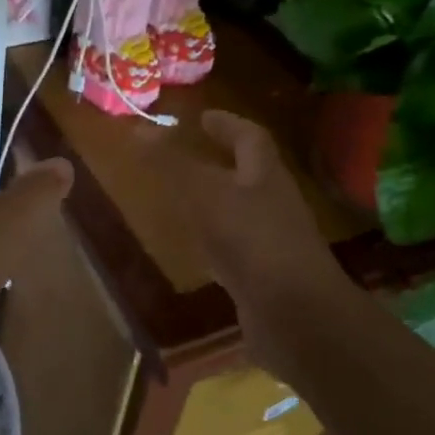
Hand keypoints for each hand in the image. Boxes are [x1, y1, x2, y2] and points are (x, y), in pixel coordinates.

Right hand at [180, 111, 352, 376]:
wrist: (297, 317)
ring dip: (215, 200)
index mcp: (266, 175)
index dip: (226, 123)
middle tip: (186, 155)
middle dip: (221, 160)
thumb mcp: (205, 195)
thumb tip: (138, 127)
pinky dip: (214, 241)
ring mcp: (272, 241)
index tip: (201, 117)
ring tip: (182, 198)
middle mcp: (273, 203)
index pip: (250, 136)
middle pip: (249, 173)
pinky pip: (236, 247)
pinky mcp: (264, 276)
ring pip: (240, 210)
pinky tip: (195, 250)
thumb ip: (172, 163)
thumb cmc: (253, 241)